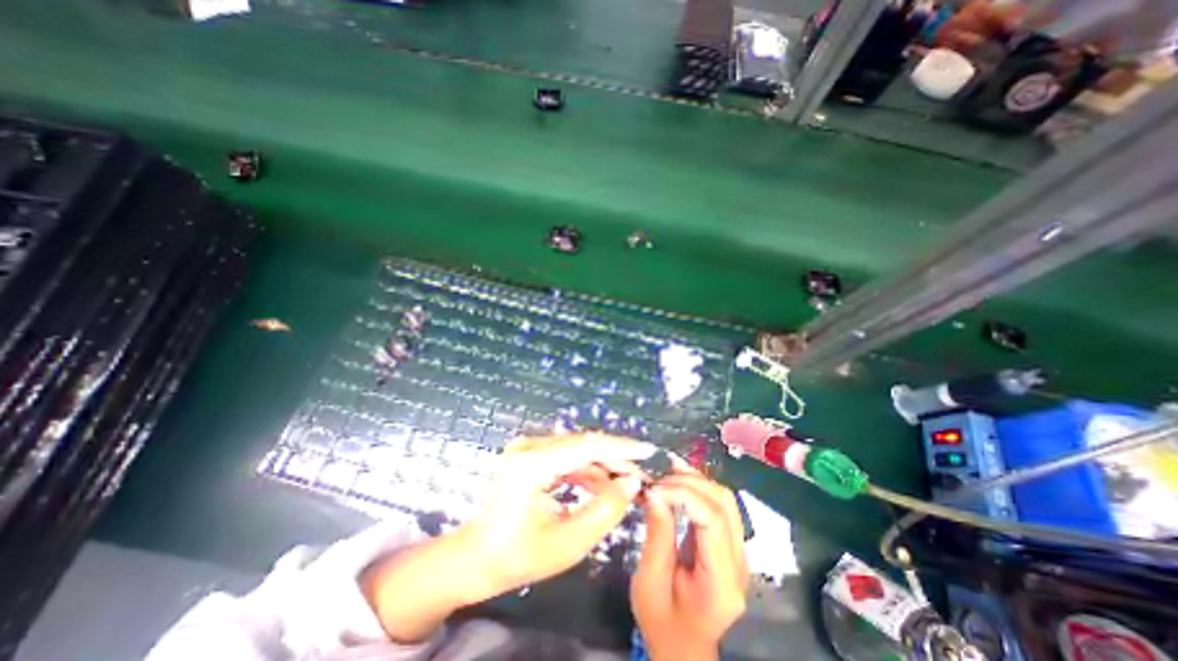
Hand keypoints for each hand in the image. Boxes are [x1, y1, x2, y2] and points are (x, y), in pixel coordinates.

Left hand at [467, 434, 653, 593]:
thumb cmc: (519, 556)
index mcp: (532, 464)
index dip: (620, 448)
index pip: (586, 446)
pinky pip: (568, 455)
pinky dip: (588, 469)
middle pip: (584, 444)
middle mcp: (529, 446)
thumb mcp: (568, 543)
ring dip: (604, 464)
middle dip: (616, 458)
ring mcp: (528, 447)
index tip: (648, 451)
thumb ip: (604, 511)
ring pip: (578, 448)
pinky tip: (605, 483)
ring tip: (628, 481)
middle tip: (643, 473)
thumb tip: (632, 482)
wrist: (478, 556)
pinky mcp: (531, 453)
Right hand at [636, 473, 744, 657]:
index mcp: (722, 580)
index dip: (684, 495)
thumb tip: (655, 493)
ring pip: (725, 499)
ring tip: (667, 473)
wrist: (683, 648)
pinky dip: (698, 488)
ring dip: (696, 481)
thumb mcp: (650, 582)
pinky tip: (678, 481)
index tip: (655, 489)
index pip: (712, 519)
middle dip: (690, 482)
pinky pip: (719, 506)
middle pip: (724, 503)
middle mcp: (739, 561)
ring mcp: (738, 552)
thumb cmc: (663, 621)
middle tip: (659, 480)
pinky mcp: (730, 545)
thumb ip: (657, 534)